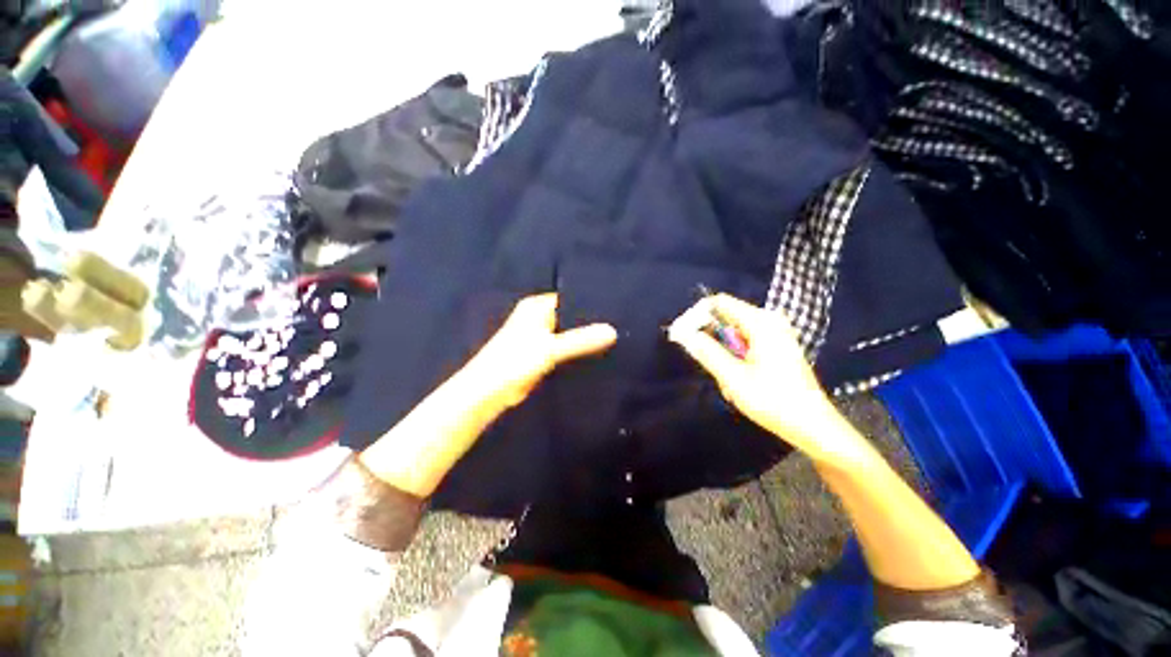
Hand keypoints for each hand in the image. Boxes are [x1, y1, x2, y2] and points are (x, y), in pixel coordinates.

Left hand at [463, 293, 618, 409]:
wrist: (488, 392)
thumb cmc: (515, 361)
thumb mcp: (550, 348)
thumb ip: (581, 340)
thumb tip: (613, 331)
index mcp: (537, 306)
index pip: (570, 298)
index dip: (590, 302)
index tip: (616, 307)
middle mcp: (539, 317)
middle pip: (571, 316)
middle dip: (590, 321)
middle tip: (619, 323)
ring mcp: (540, 336)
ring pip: (568, 333)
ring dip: (584, 337)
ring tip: (614, 336)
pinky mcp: (542, 354)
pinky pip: (564, 347)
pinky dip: (577, 350)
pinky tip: (597, 352)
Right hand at [668, 294, 868, 468]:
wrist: (813, 426)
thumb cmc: (773, 401)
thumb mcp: (733, 378)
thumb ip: (707, 352)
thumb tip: (683, 333)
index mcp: (761, 323)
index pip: (719, 303)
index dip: (697, 315)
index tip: (683, 337)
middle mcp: (769, 321)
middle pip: (726, 318)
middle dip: (711, 340)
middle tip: (710, 367)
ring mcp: (775, 334)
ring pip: (733, 334)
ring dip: (723, 355)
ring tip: (729, 382)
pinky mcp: (777, 346)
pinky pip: (745, 343)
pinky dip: (735, 359)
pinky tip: (740, 381)